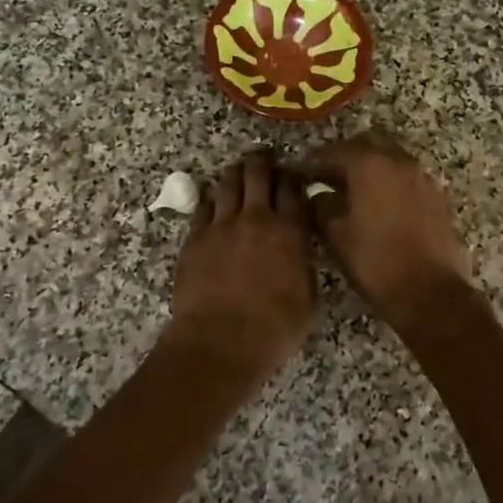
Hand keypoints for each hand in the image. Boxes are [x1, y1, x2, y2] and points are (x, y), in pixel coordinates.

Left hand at [167, 151, 314, 377]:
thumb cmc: (272, 329)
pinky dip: (212, 199)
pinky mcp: (195, 238)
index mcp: (289, 231)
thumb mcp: (308, 299)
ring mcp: (221, 225)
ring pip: (228, 183)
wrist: (219, 342)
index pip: (293, 188)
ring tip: (240, 172)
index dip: (293, 175)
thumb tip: (300, 250)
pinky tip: (215, 202)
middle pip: (258, 173)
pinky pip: (203, 206)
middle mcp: (256, 218)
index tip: (294, 174)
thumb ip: (304, 265)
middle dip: (263, 162)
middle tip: (266, 160)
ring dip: (236, 173)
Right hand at [304, 132, 474, 326]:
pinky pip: (408, 177)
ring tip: (353, 191)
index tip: (301, 172)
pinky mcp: (437, 196)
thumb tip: (318, 195)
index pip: (335, 151)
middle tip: (328, 175)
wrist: (431, 293)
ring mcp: (423, 177)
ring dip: (371, 166)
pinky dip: (391, 182)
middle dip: (347, 154)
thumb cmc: (376, 263)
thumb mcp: (337, 236)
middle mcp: (399, 162)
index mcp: (370, 165)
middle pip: (368, 143)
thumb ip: (322, 207)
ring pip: (391, 157)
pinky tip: (380, 205)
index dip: (315, 161)